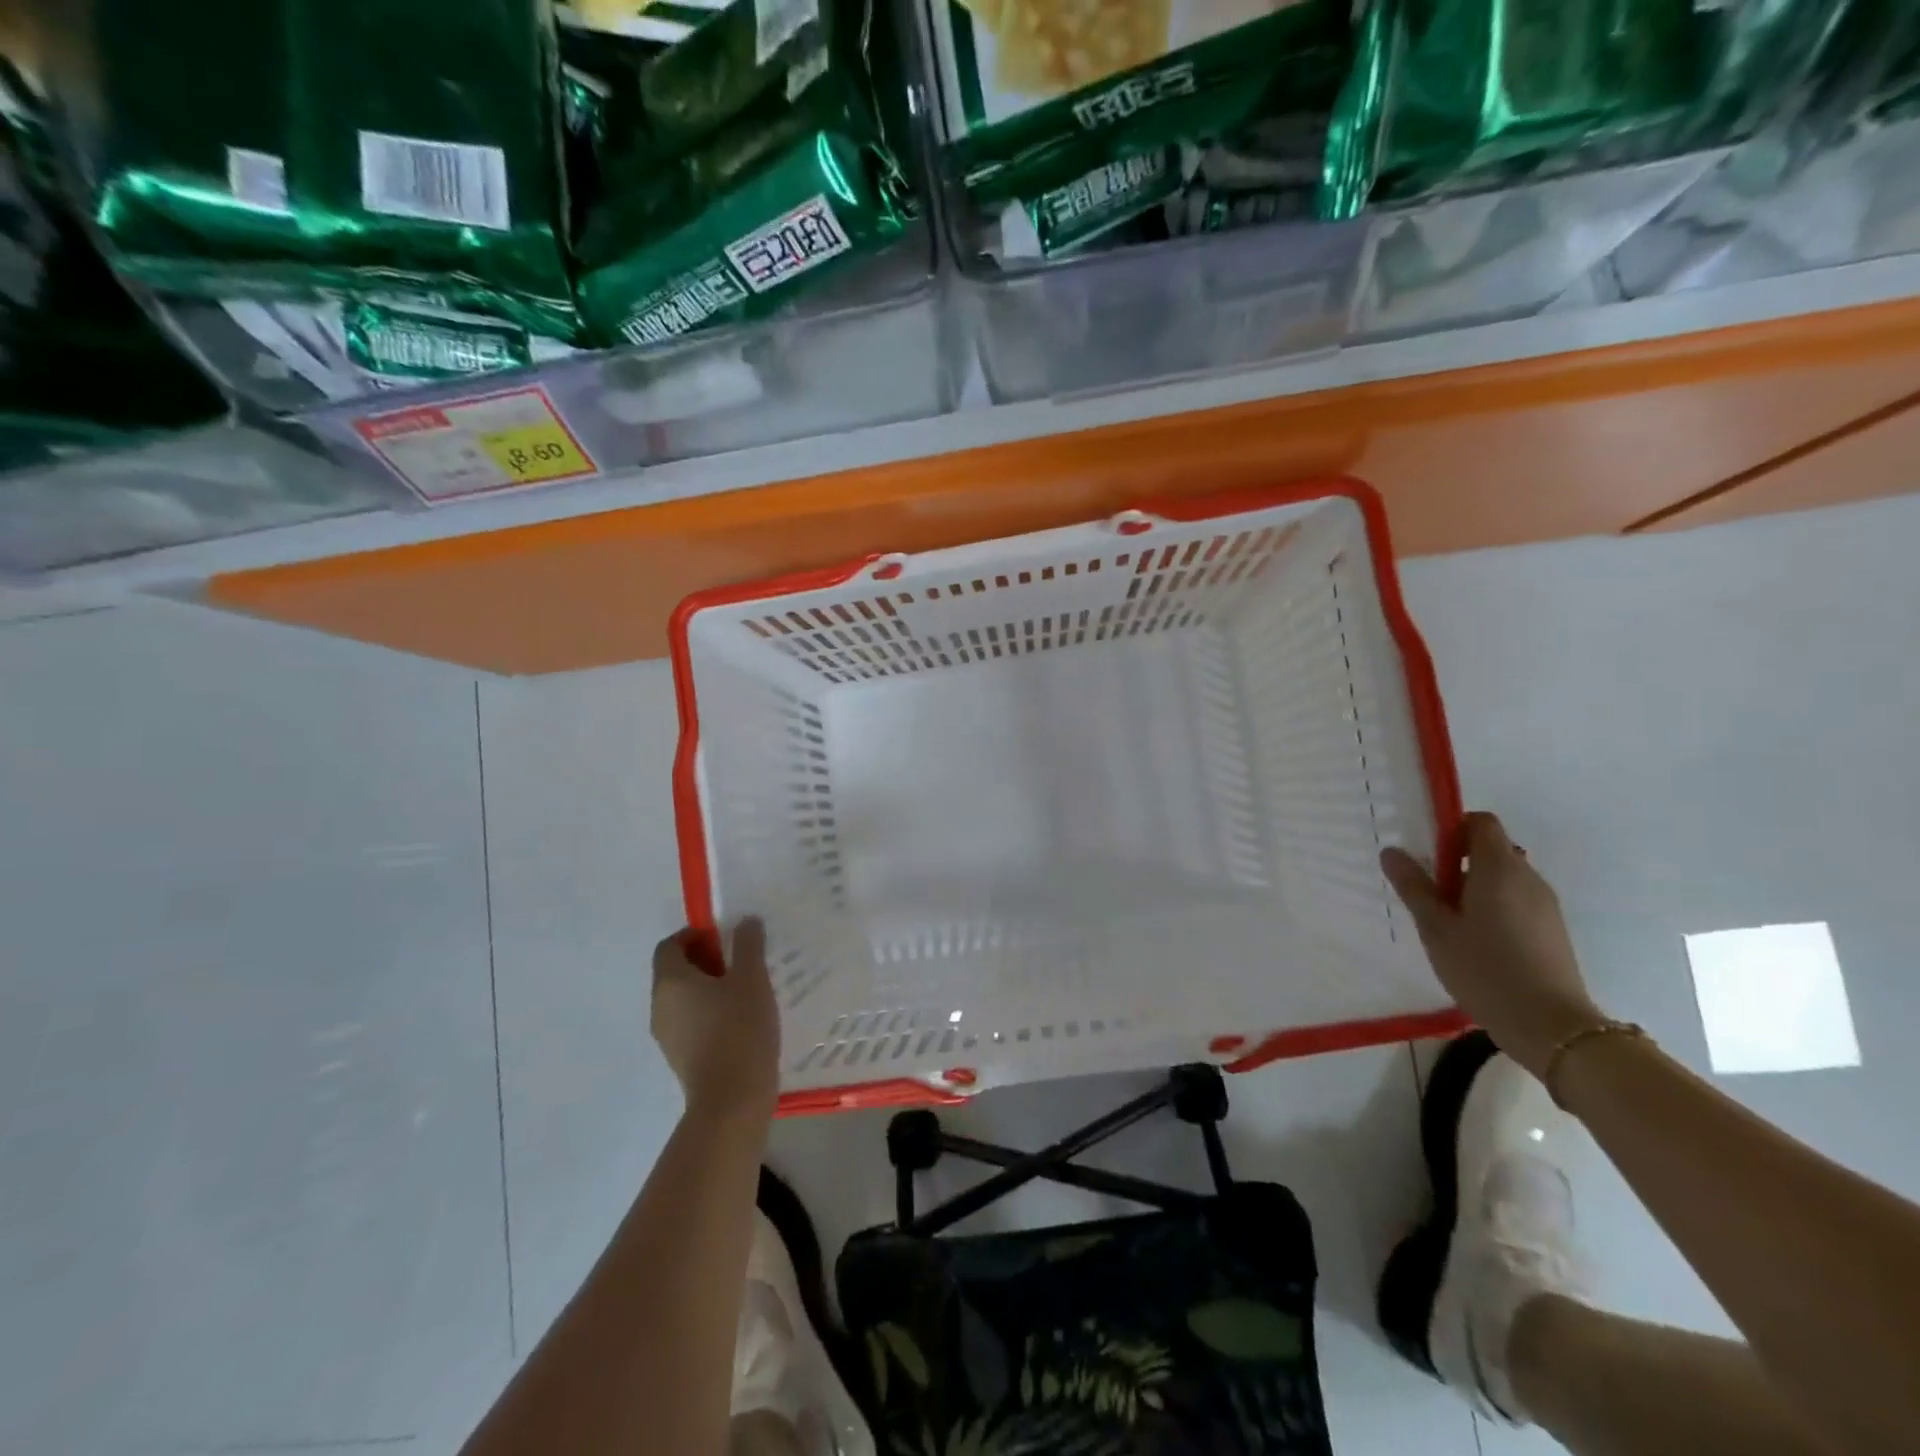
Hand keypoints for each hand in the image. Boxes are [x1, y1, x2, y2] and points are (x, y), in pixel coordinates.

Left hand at [651, 919, 779, 1121]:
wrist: (732, 1100)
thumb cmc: (740, 1029)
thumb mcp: (752, 979)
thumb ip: (748, 945)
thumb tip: (745, 921)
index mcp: (670, 982)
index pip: (669, 945)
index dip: (694, 935)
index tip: (725, 939)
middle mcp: (659, 1006)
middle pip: (674, 971)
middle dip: (705, 960)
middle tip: (740, 962)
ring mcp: (666, 1035)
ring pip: (682, 998)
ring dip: (707, 987)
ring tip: (744, 991)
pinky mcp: (679, 1057)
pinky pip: (689, 1021)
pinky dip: (708, 1012)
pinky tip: (739, 1020)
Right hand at [1381, 812, 1605, 1079]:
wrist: (1551, 1027)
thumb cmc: (1484, 969)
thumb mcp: (1435, 928)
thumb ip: (1413, 886)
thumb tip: (1392, 851)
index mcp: (1498, 869)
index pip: (1481, 823)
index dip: (1453, 828)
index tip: (1428, 853)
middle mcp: (1528, 878)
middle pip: (1491, 850)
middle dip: (1457, 862)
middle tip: (1429, 893)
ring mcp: (1545, 905)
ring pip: (1504, 878)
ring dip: (1474, 887)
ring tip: (1449, 923)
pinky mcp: (1552, 929)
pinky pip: (1517, 901)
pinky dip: (1493, 907)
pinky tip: (1475, 942)